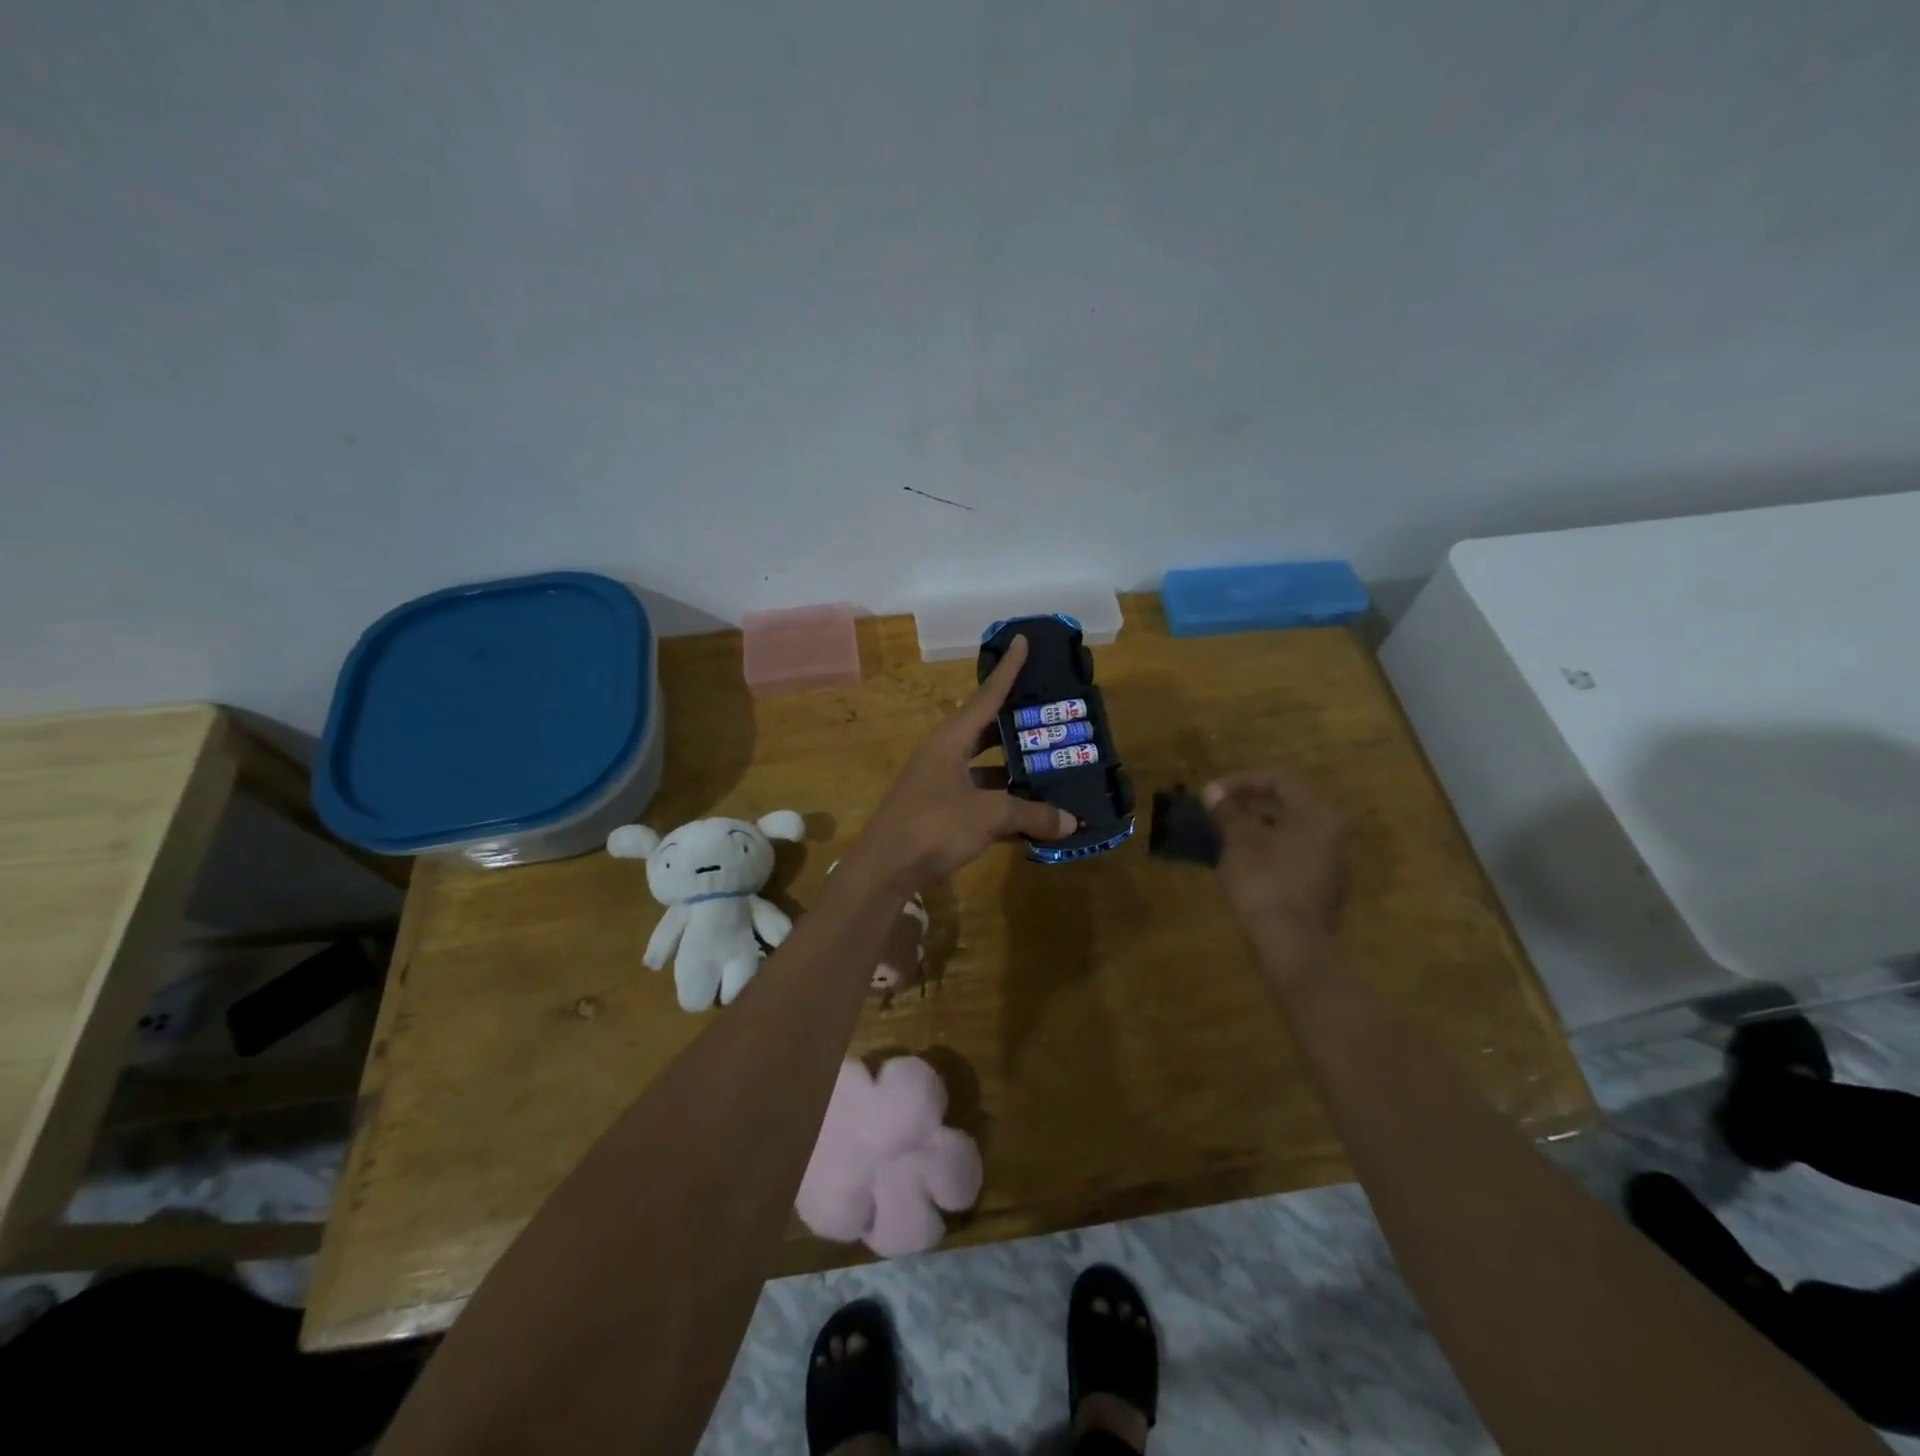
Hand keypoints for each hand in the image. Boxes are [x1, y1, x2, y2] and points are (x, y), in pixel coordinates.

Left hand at [849, 635, 1076, 890]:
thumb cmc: (933, 826)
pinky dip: (1006, 806)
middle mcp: (945, 755)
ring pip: (987, 770)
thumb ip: (1030, 814)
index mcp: (951, 740)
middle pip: (988, 732)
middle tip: (1052, 716)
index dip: (1008, 670)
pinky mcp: (942, 813)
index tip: (1022, 641)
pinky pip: (982, 801)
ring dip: (1016, 772)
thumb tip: (1070, 822)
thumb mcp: (988, 816)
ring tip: (1053, 768)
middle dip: (1019, 726)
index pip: (986, 696)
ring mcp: (942, 785)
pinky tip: (1034, 817)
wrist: (884, 869)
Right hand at [1204, 768, 1346, 955]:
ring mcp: (1331, 860)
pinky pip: (1293, 852)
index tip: (1210, 793)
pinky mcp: (1322, 885)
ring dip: (1256, 824)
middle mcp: (1333, 831)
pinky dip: (1267, 846)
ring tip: (1223, 830)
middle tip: (1216, 807)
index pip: (1278, 779)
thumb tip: (1212, 793)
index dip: (1239, 781)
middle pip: (1288, 803)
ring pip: (1290, 829)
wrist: (1292, 943)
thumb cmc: (1265, 881)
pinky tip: (1241, 857)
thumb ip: (1227, 812)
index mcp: (1317, 812)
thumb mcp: (1239, 841)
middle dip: (1248, 802)